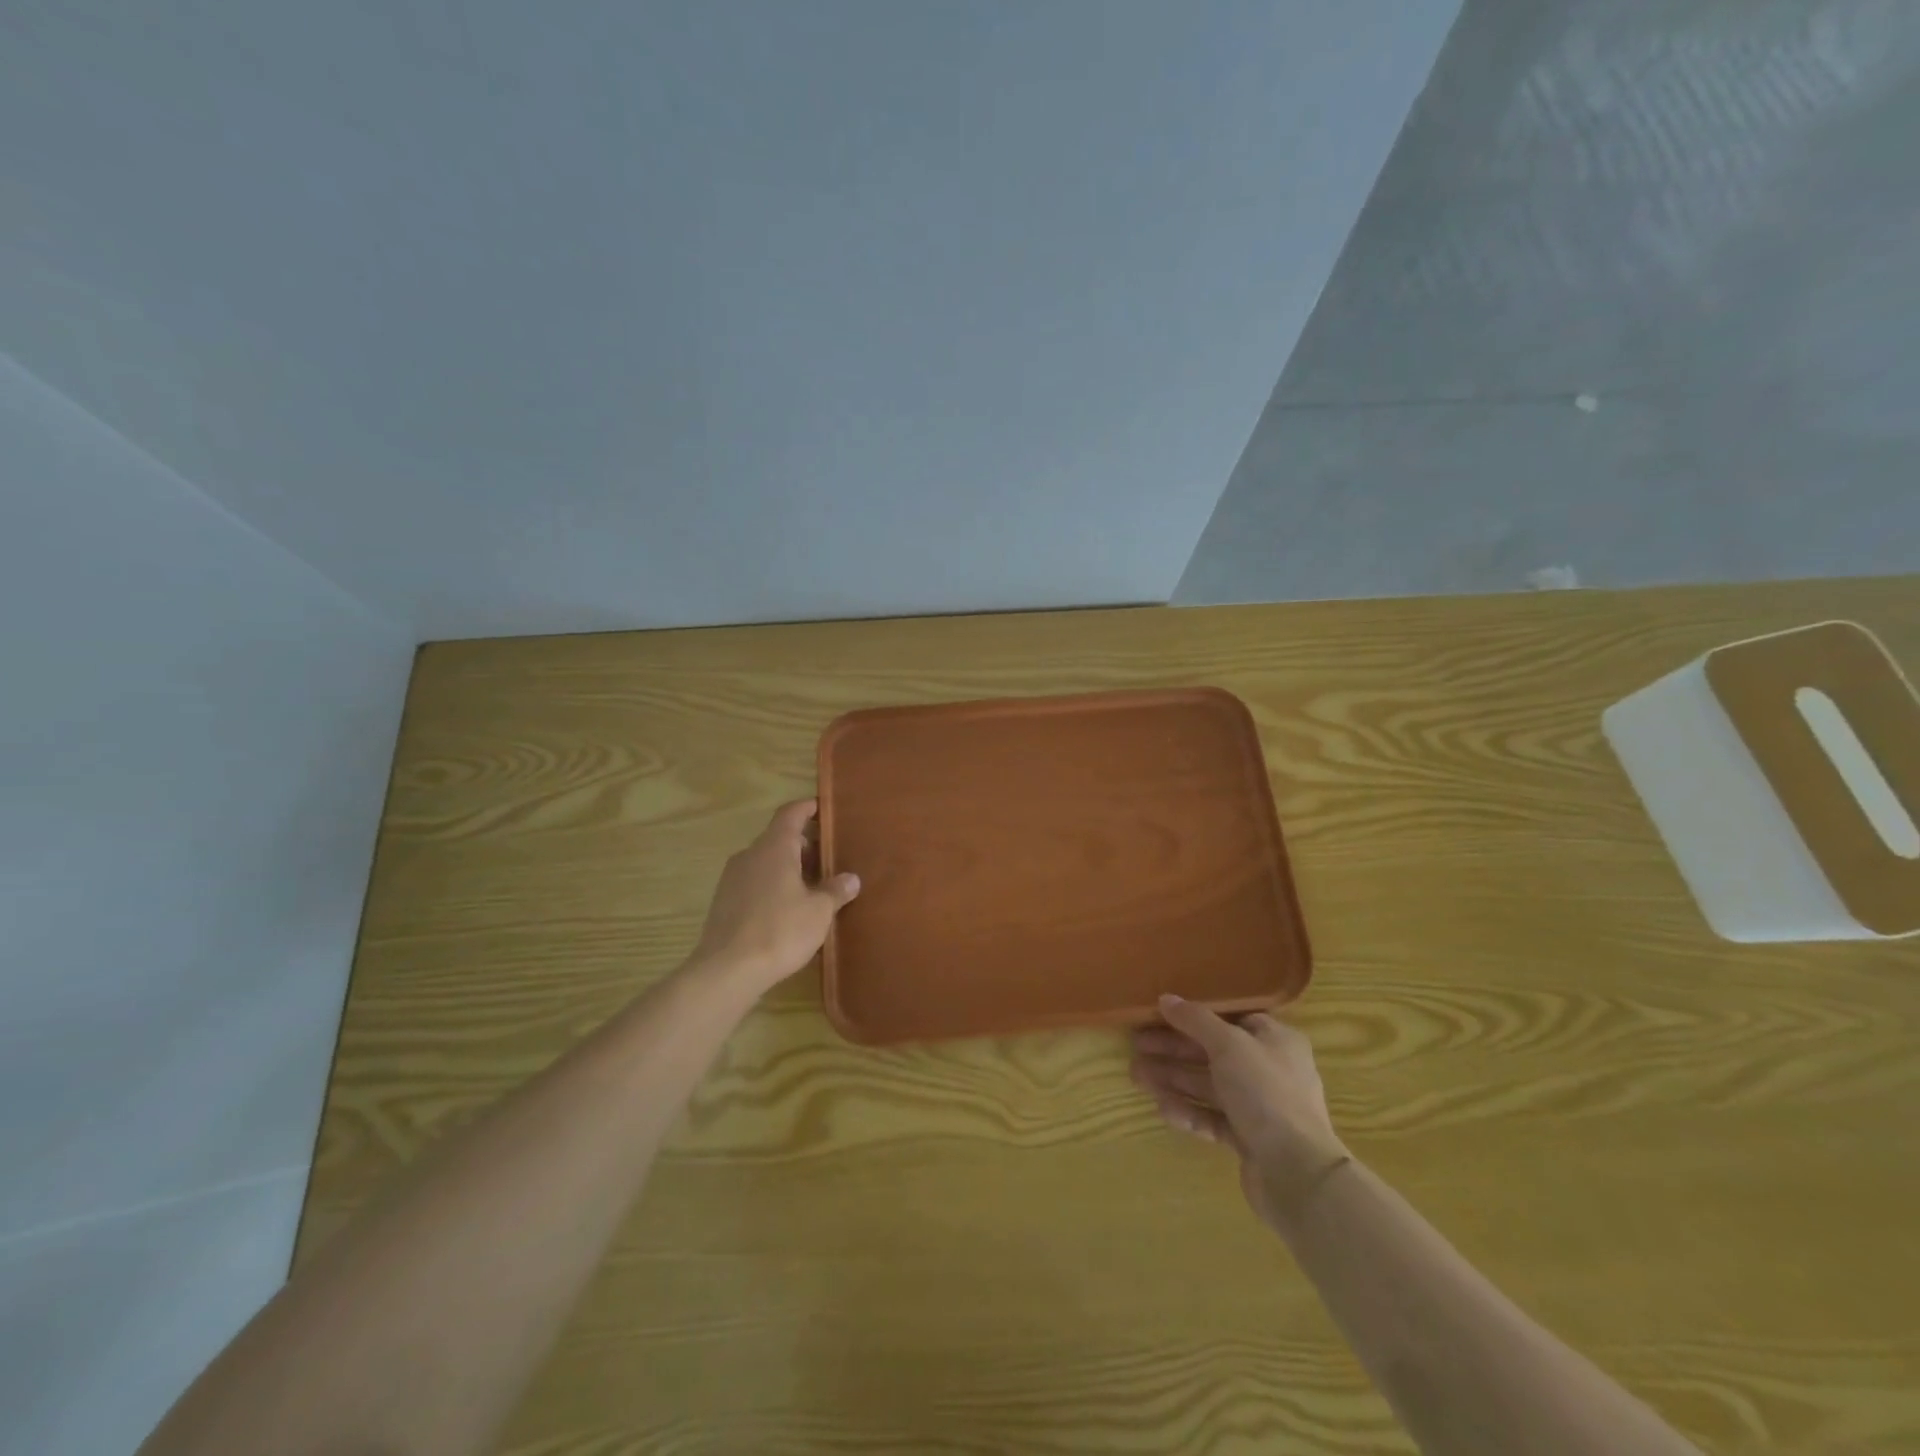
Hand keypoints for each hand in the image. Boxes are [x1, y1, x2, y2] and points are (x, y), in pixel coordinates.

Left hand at [690, 799, 859, 989]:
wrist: (727, 970)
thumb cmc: (780, 930)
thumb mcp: (819, 911)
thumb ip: (835, 890)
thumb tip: (851, 878)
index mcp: (774, 847)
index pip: (791, 813)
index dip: (808, 808)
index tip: (824, 808)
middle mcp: (750, 855)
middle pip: (779, 837)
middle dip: (804, 844)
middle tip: (829, 857)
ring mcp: (732, 878)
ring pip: (766, 861)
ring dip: (788, 867)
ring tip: (812, 886)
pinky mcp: (723, 902)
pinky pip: (754, 882)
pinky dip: (773, 885)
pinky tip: (788, 908)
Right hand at [1131, 995, 1349, 1226]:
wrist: (1297, 1172)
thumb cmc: (1266, 1092)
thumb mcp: (1228, 1044)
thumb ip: (1195, 1020)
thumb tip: (1166, 998)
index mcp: (1275, 1040)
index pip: (1230, 1019)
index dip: (1194, 1016)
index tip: (1159, 1015)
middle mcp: (1269, 1070)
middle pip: (1213, 1053)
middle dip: (1173, 1050)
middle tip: (1136, 1046)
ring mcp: (1260, 1107)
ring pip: (1209, 1086)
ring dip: (1173, 1079)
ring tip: (1136, 1077)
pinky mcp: (1249, 1139)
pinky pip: (1212, 1118)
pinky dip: (1188, 1111)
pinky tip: (1162, 1108)